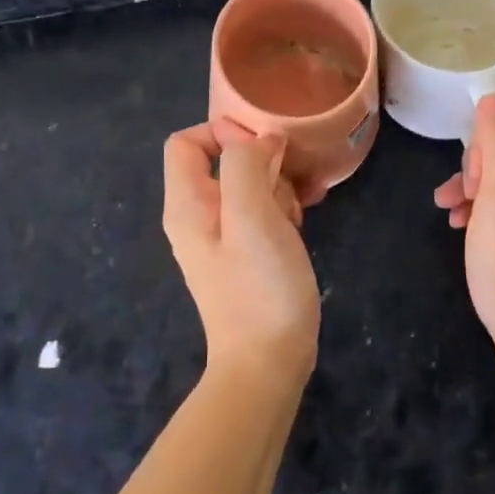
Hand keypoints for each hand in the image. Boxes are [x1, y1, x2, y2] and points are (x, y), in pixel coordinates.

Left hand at [162, 120, 320, 386]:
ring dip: (279, 183)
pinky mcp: (247, 253)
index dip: (223, 131)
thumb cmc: (258, 286)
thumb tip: (260, 142)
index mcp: (187, 203)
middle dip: (261, 160)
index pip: (187, 141)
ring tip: (303, 204)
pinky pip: (262, 210)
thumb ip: (245, 165)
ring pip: (249, 184)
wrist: (268, 362)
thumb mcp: (250, 215)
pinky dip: (284, 205)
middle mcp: (199, 215)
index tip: (264, 148)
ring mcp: (223, 236)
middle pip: (222, 159)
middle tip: (289, 183)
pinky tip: (307, 216)